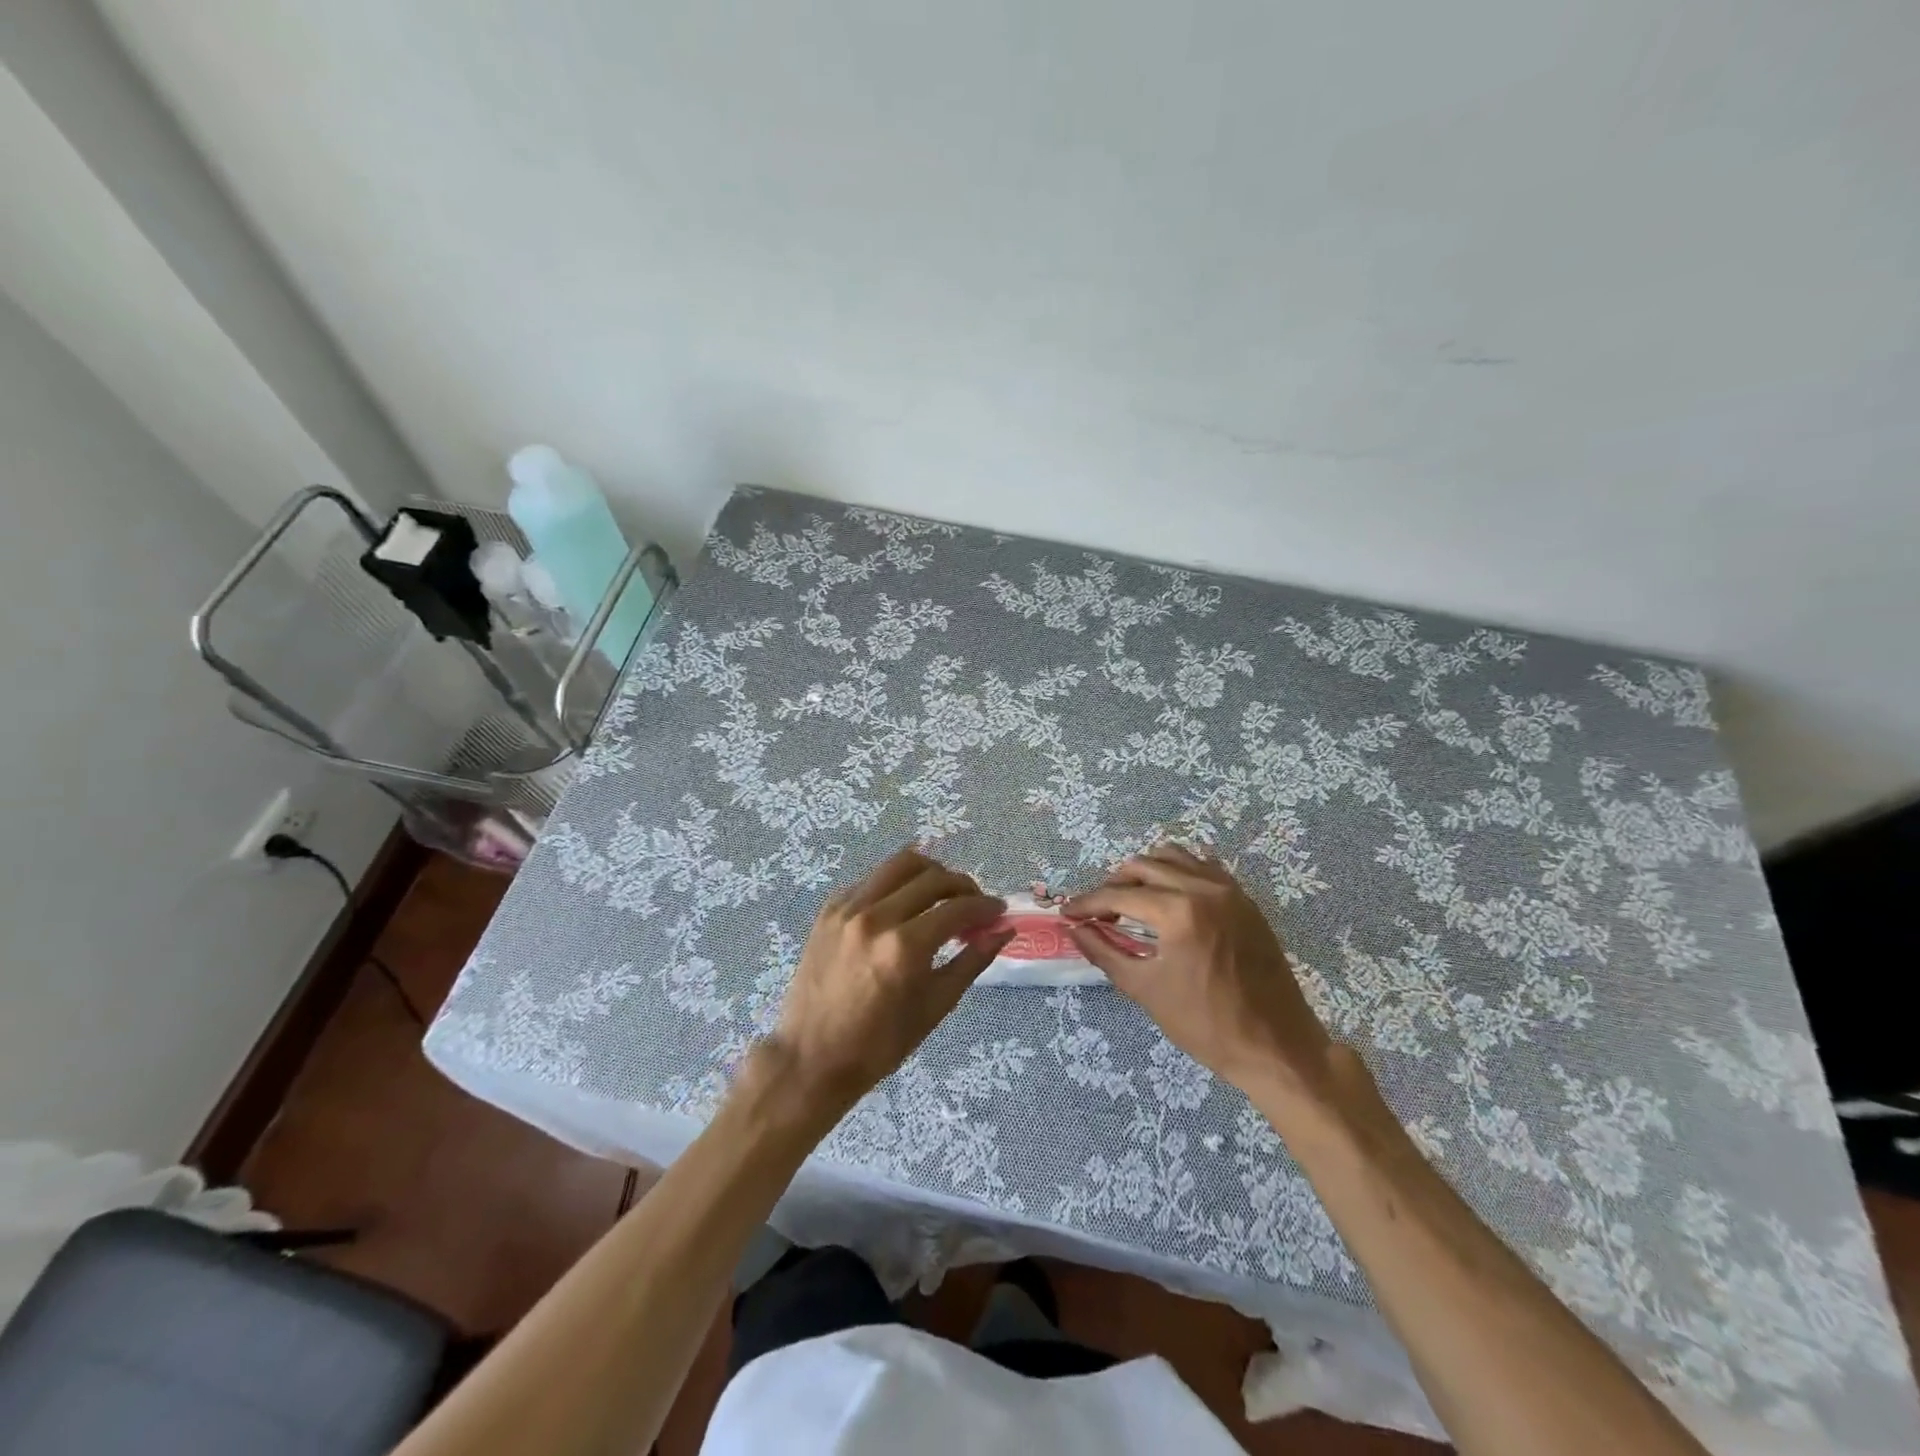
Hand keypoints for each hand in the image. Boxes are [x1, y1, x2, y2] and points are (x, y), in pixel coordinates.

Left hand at [760, 847, 1011, 1121]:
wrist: (812, 1058)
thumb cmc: (880, 1044)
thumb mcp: (935, 1006)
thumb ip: (972, 961)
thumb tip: (1003, 931)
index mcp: (904, 947)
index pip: (957, 908)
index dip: (985, 907)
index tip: (998, 912)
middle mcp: (876, 917)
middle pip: (932, 877)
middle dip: (963, 886)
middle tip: (974, 904)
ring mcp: (848, 908)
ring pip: (900, 864)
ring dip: (930, 872)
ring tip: (942, 893)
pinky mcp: (829, 909)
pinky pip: (872, 879)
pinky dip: (896, 883)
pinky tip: (904, 904)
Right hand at [1063, 842, 1333, 1096]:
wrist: (1275, 1045)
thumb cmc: (1206, 1024)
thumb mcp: (1145, 990)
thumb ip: (1105, 952)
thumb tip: (1075, 930)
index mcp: (1179, 912)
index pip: (1120, 895)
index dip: (1088, 903)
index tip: (1067, 913)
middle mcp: (1204, 888)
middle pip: (1143, 866)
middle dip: (1113, 884)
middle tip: (1098, 911)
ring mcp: (1229, 890)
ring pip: (1174, 857)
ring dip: (1145, 872)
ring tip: (1130, 899)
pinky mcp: (1245, 899)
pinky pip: (1202, 867)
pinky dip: (1177, 872)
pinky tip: (1168, 897)